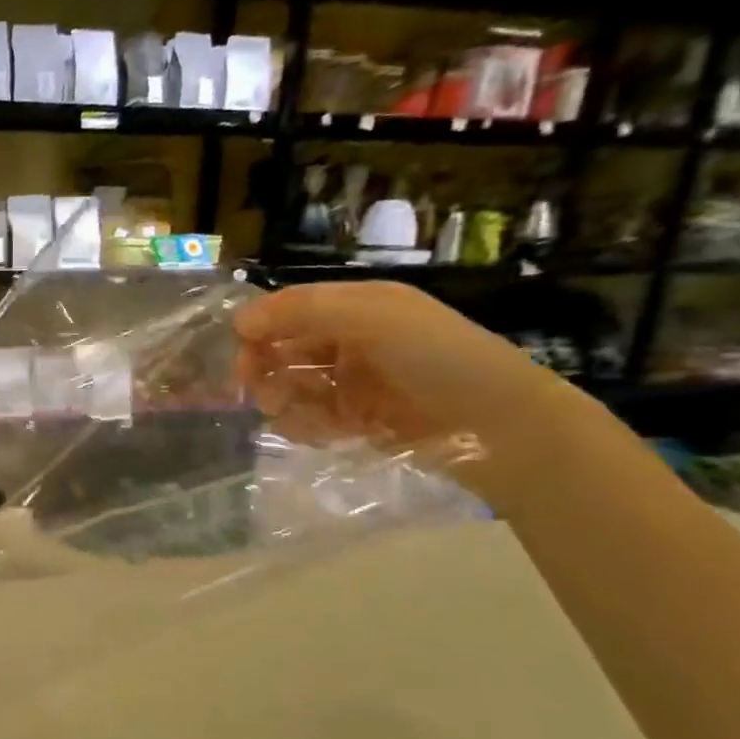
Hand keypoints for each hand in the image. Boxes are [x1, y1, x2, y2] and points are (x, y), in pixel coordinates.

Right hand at [232, 282, 593, 503]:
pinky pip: (312, 419)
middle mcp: (352, 341)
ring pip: (293, 387)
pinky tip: (316, 432)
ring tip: (287, 413)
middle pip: (285, 349)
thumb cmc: (437, 358)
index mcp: (357, 307)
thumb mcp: (372, 316)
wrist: (500, 426)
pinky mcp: (359, 421)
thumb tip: (239, 320)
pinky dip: (304, 426)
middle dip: (265, 368)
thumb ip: (303, 311)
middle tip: (258, 392)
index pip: (290, 310)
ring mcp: (355, 383)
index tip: (240, 352)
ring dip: (282, 399)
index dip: (259, 327)